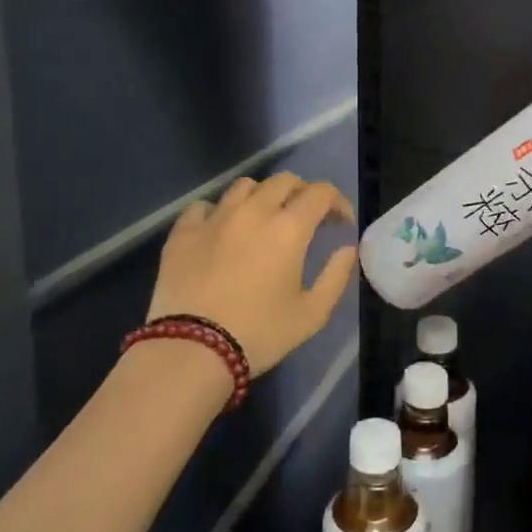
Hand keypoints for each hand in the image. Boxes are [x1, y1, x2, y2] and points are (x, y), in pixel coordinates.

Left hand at [147, 174, 358, 374]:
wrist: (192, 350)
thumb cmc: (259, 334)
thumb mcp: (311, 314)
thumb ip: (336, 277)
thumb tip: (347, 249)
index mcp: (288, 228)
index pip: (320, 192)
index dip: (337, 202)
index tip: (340, 222)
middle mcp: (253, 211)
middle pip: (284, 181)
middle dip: (302, 193)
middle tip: (306, 217)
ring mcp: (215, 218)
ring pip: (245, 186)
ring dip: (262, 196)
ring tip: (263, 218)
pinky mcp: (183, 231)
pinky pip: (204, 206)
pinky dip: (219, 211)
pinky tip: (221, 230)